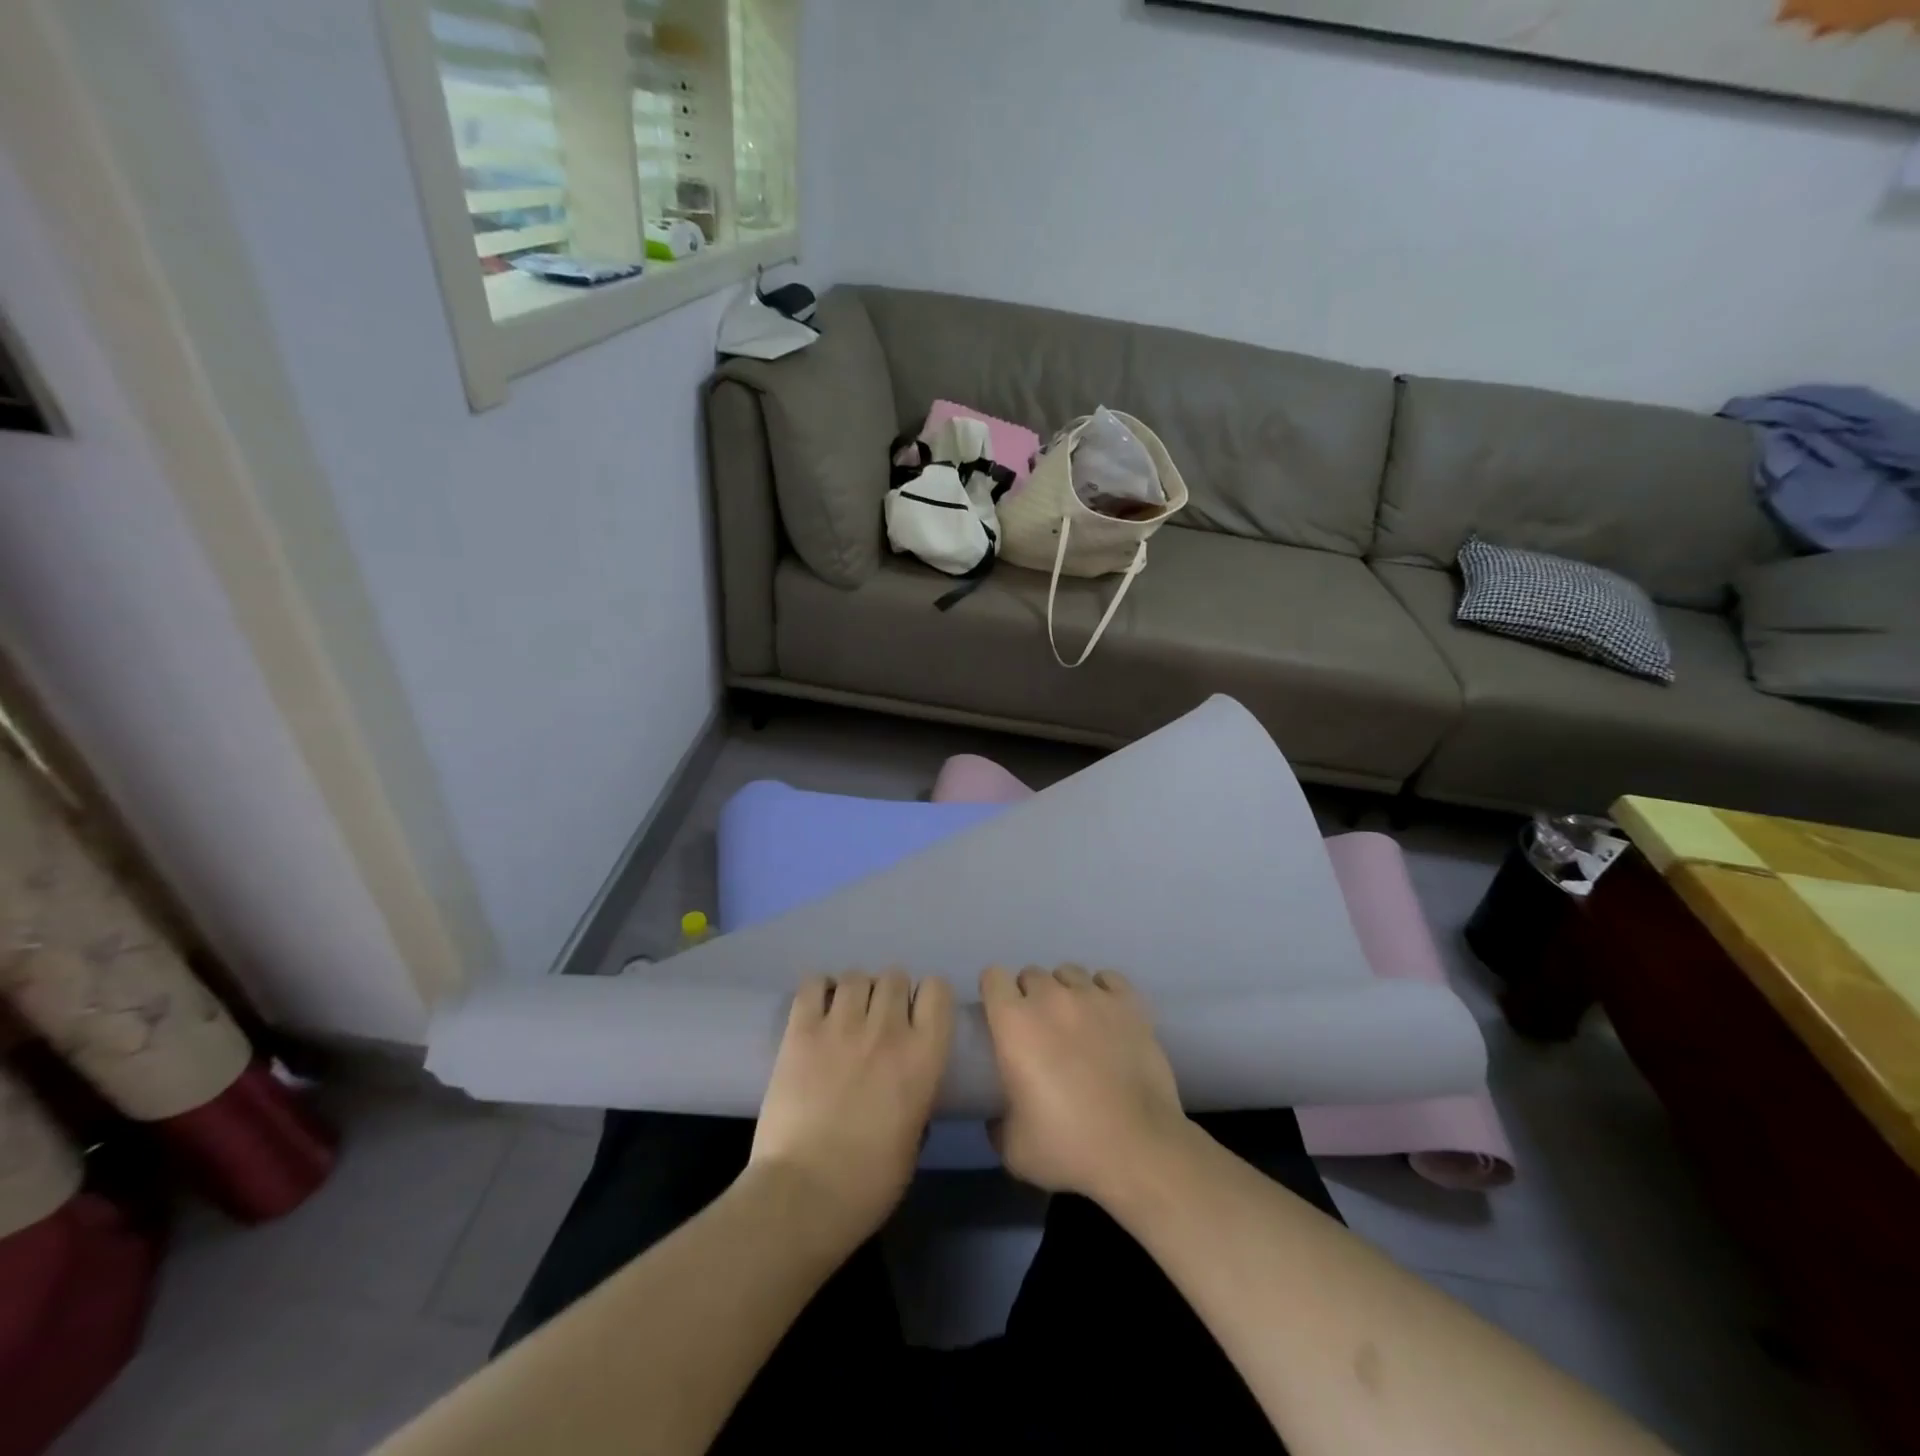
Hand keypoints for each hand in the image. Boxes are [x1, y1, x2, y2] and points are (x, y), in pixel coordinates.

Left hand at [749, 971, 953, 1243]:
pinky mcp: (801, 1030)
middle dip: (889, 993)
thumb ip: (917, 1097)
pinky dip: (818, 989)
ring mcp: (841, 1025)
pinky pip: (813, 984)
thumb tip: (909, 1083)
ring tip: (845, 1014)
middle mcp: (887, 1029)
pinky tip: (817, 1008)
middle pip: (895, 976)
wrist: (804, 1196)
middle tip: (877, 1020)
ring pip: (856, 975)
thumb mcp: (914, 1138)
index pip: (937, 990)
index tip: (917, 1016)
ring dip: (855, 990)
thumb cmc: (869, 1183)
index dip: (927, 998)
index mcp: (924, 1055)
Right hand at [980, 965, 1190, 1202]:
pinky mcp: (1129, 1003)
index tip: (999, 1016)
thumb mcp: (1013, 1148)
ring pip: (1068, 972)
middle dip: (1029, 996)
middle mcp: (1050, 997)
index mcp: (1014, 1023)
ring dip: (1064, 991)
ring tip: (1074, 1020)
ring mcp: (1092, 996)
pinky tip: (1105, 1013)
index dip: (994, 993)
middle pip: (1031, 974)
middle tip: (1039, 1029)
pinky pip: (1107, 978)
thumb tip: (997, 1113)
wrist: (1139, 1148)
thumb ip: (996, 1121)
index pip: (993, 978)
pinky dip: (1102, 990)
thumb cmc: (1068, 1146)